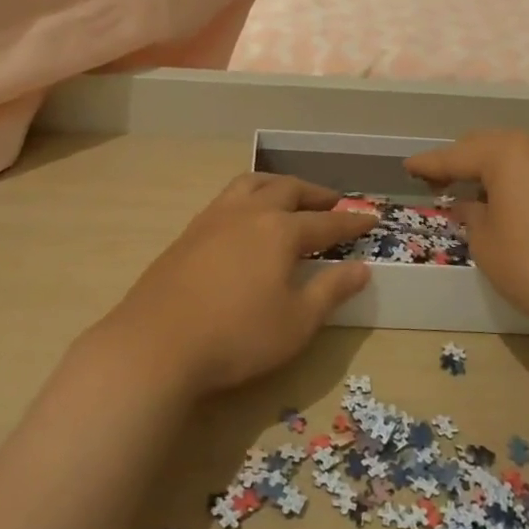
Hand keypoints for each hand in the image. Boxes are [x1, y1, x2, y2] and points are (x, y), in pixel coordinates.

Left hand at [102, 173, 377, 398]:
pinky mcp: (188, 233)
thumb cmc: (237, 336)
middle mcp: (248, 213)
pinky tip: (245, 219)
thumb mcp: (297, 322)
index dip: (351, 222)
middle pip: (288, 189)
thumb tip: (362, 268)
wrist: (157, 344)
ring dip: (277, 185)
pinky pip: (226, 199)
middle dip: (315, 194)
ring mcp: (213, 218)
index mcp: (280, 230)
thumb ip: (331, 290)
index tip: (371, 218)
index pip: (326, 222)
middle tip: (332, 202)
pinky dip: (248, 197)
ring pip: (251, 184)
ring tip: (288, 196)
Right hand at [405, 130, 528, 340]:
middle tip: (439, 183)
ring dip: (494, 170)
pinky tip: (516, 204)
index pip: (456, 155)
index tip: (408, 168)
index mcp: (507, 153)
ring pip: (519, 155)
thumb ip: (471, 216)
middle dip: (461, 162)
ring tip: (478, 194)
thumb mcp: (488, 245)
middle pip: (489, 145)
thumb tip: (470, 204)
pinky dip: (522, 180)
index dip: (429, 164)